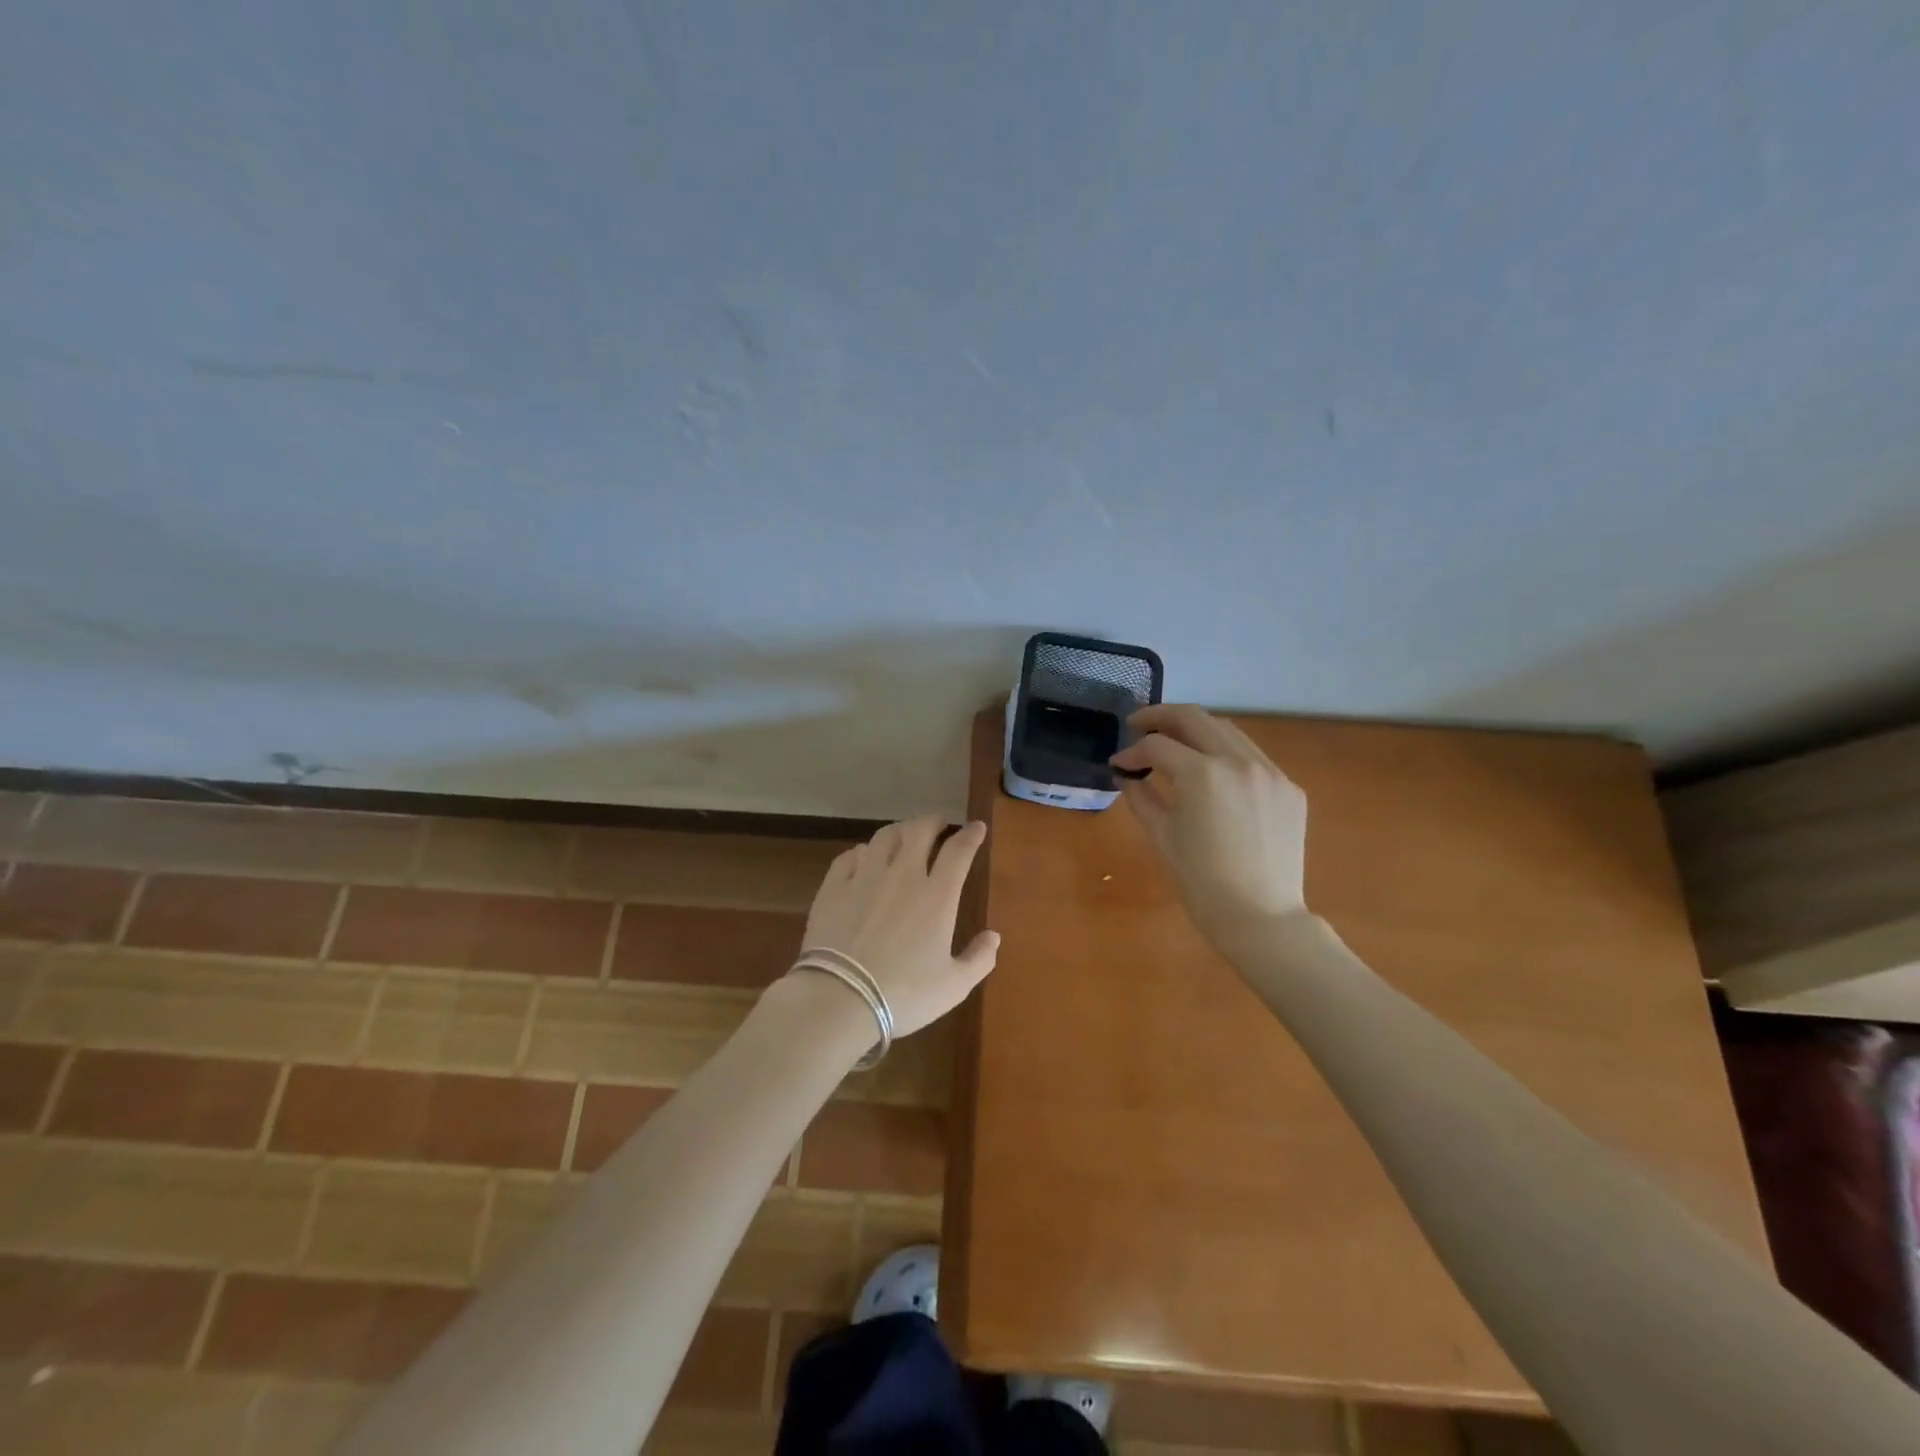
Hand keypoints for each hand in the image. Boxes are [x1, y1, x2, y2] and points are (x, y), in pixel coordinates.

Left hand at [799, 815, 1000, 1037]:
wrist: (839, 998)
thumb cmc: (903, 994)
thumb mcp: (953, 986)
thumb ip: (979, 959)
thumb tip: (994, 936)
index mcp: (936, 895)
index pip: (958, 850)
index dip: (970, 834)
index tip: (977, 827)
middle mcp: (902, 874)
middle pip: (919, 830)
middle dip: (933, 822)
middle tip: (939, 825)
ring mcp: (865, 876)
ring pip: (884, 836)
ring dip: (899, 831)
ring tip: (903, 835)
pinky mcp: (834, 886)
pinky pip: (850, 855)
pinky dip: (863, 851)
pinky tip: (864, 857)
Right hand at [1110, 704, 1310, 944]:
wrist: (1261, 917)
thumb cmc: (1201, 882)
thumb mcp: (1162, 836)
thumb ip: (1141, 797)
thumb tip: (1127, 775)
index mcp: (1203, 774)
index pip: (1157, 746)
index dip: (1132, 751)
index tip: (1119, 763)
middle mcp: (1239, 761)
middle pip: (1193, 718)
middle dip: (1160, 717)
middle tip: (1138, 724)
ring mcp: (1270, 772)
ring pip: (1226, 730)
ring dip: (1195, 730)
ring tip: (1174, 741)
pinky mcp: (1288, 787)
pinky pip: (1252, 756)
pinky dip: (1225, 754)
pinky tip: (1213, 772)